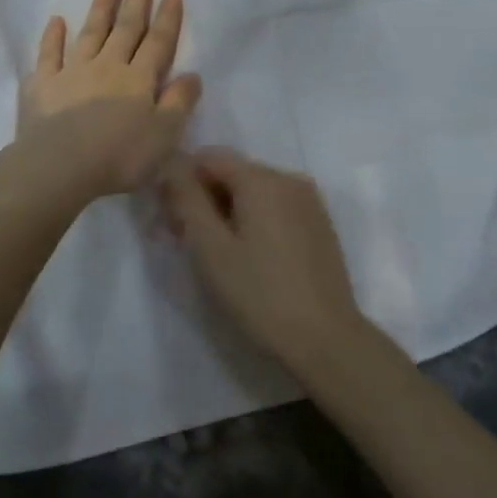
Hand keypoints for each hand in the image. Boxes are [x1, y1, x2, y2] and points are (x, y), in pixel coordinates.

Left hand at [9, 0, 202, 209]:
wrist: (59, 166)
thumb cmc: (118, 157)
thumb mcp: (164, 136)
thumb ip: (179, 103)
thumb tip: (192, 74)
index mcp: (138, 80)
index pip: (157, 43)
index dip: (167, 18)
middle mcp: (107, 67)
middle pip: (125, 28)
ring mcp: (72, 72)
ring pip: (90, 32)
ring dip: (101, 6)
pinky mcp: (42, 84)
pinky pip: (49, 54)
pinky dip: (53, 36)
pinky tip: (57, 21)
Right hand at [162, 148, 367, 379]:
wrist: (326, 340)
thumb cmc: (260, 294)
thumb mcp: (210, 248)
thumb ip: (186, 199)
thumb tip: (171, 163)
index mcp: (262, 179)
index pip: (209, 157)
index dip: (182, 181)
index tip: (170, 218)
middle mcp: (289, 178)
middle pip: (233, 172)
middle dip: (205, 198)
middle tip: (185, 240)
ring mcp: (309, 201)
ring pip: (255, 191)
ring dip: (228, 211)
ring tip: (216, 253)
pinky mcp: (319, 225)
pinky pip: (276, 207)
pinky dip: (254, 220)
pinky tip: (249, 256)